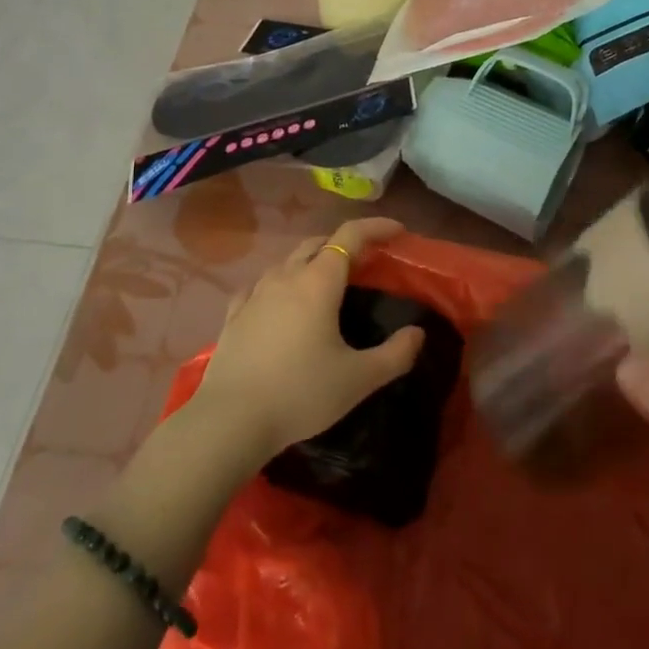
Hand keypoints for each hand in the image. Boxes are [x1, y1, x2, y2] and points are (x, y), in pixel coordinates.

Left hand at [190, 218, 424, 464]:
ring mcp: (255, 295)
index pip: (350, 235)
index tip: (398, 231)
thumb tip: (418, 334)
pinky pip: (260, 286)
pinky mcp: (234, 316)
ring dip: (312, 262)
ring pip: (288, 262)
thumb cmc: (301, 393)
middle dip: (344, 244)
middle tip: (366, 262)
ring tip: (326, 283)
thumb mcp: (359, 379)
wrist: (230, 421)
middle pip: (318, 243)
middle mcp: (286, 277)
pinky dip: (279, 284)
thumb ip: (396, 354)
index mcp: (319, 282)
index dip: (377, 227)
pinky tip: (279, 301)